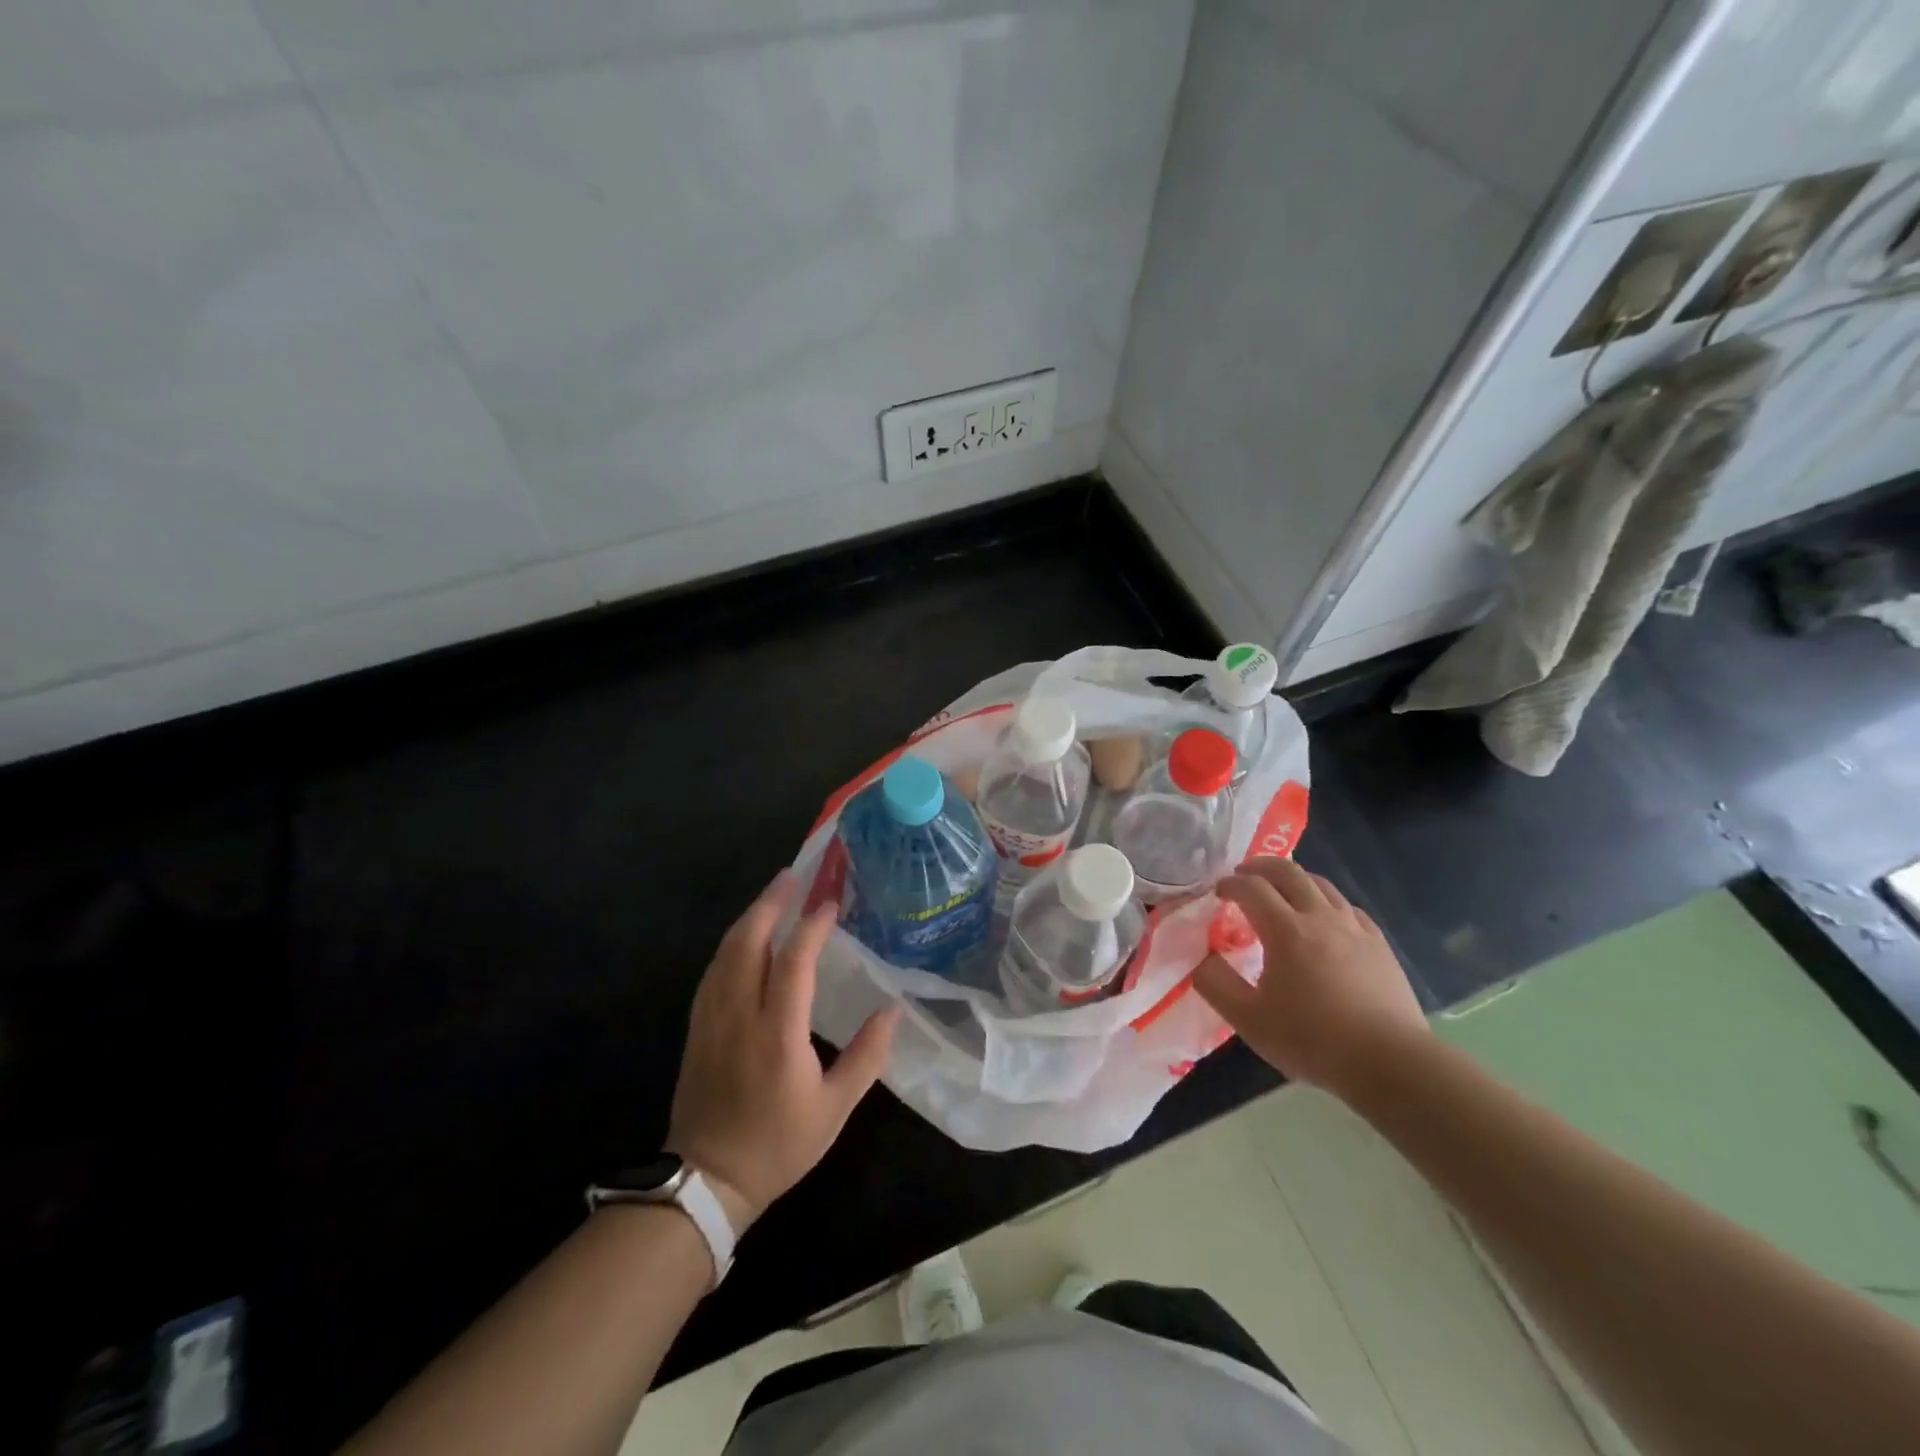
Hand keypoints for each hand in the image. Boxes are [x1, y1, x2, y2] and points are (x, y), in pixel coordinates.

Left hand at [667, 872, 899, 1229]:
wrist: (706, 1181)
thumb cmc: (778, 1145)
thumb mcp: (834, 1109)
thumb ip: (866, 1057)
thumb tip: (892, 1011)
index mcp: (777, 1034)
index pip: (793, 963)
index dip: (812, 928)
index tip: (830, 903)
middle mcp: (739, 1015)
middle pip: (748, 942)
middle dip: (770, 904)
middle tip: (792, 876)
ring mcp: (711, 1019)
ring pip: (726, 952)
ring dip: (750, 917)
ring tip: (773, 895)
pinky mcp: (697, 1027)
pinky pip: (713, 970)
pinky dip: (732, 943)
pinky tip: (745, 936)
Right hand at [1193, 857, 1425, 1097]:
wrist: (1390, 1063)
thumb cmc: (1313, 1040)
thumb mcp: (1249, 1020)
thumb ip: (1216, 983)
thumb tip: (1201, 957)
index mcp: (1285, 931)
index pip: (1251, 888)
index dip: (1230, 884)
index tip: (1217, 893)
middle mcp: (1320, 917)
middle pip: (1288, 871)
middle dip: (1260, 867)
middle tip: (1244, 875)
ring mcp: (1354, 928)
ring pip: (1320, 884)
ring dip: (1293, 878)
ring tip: (1280, 891)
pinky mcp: (1379, 944)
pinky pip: (1346, 907)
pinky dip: (1325, 901)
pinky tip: (1323, 919)